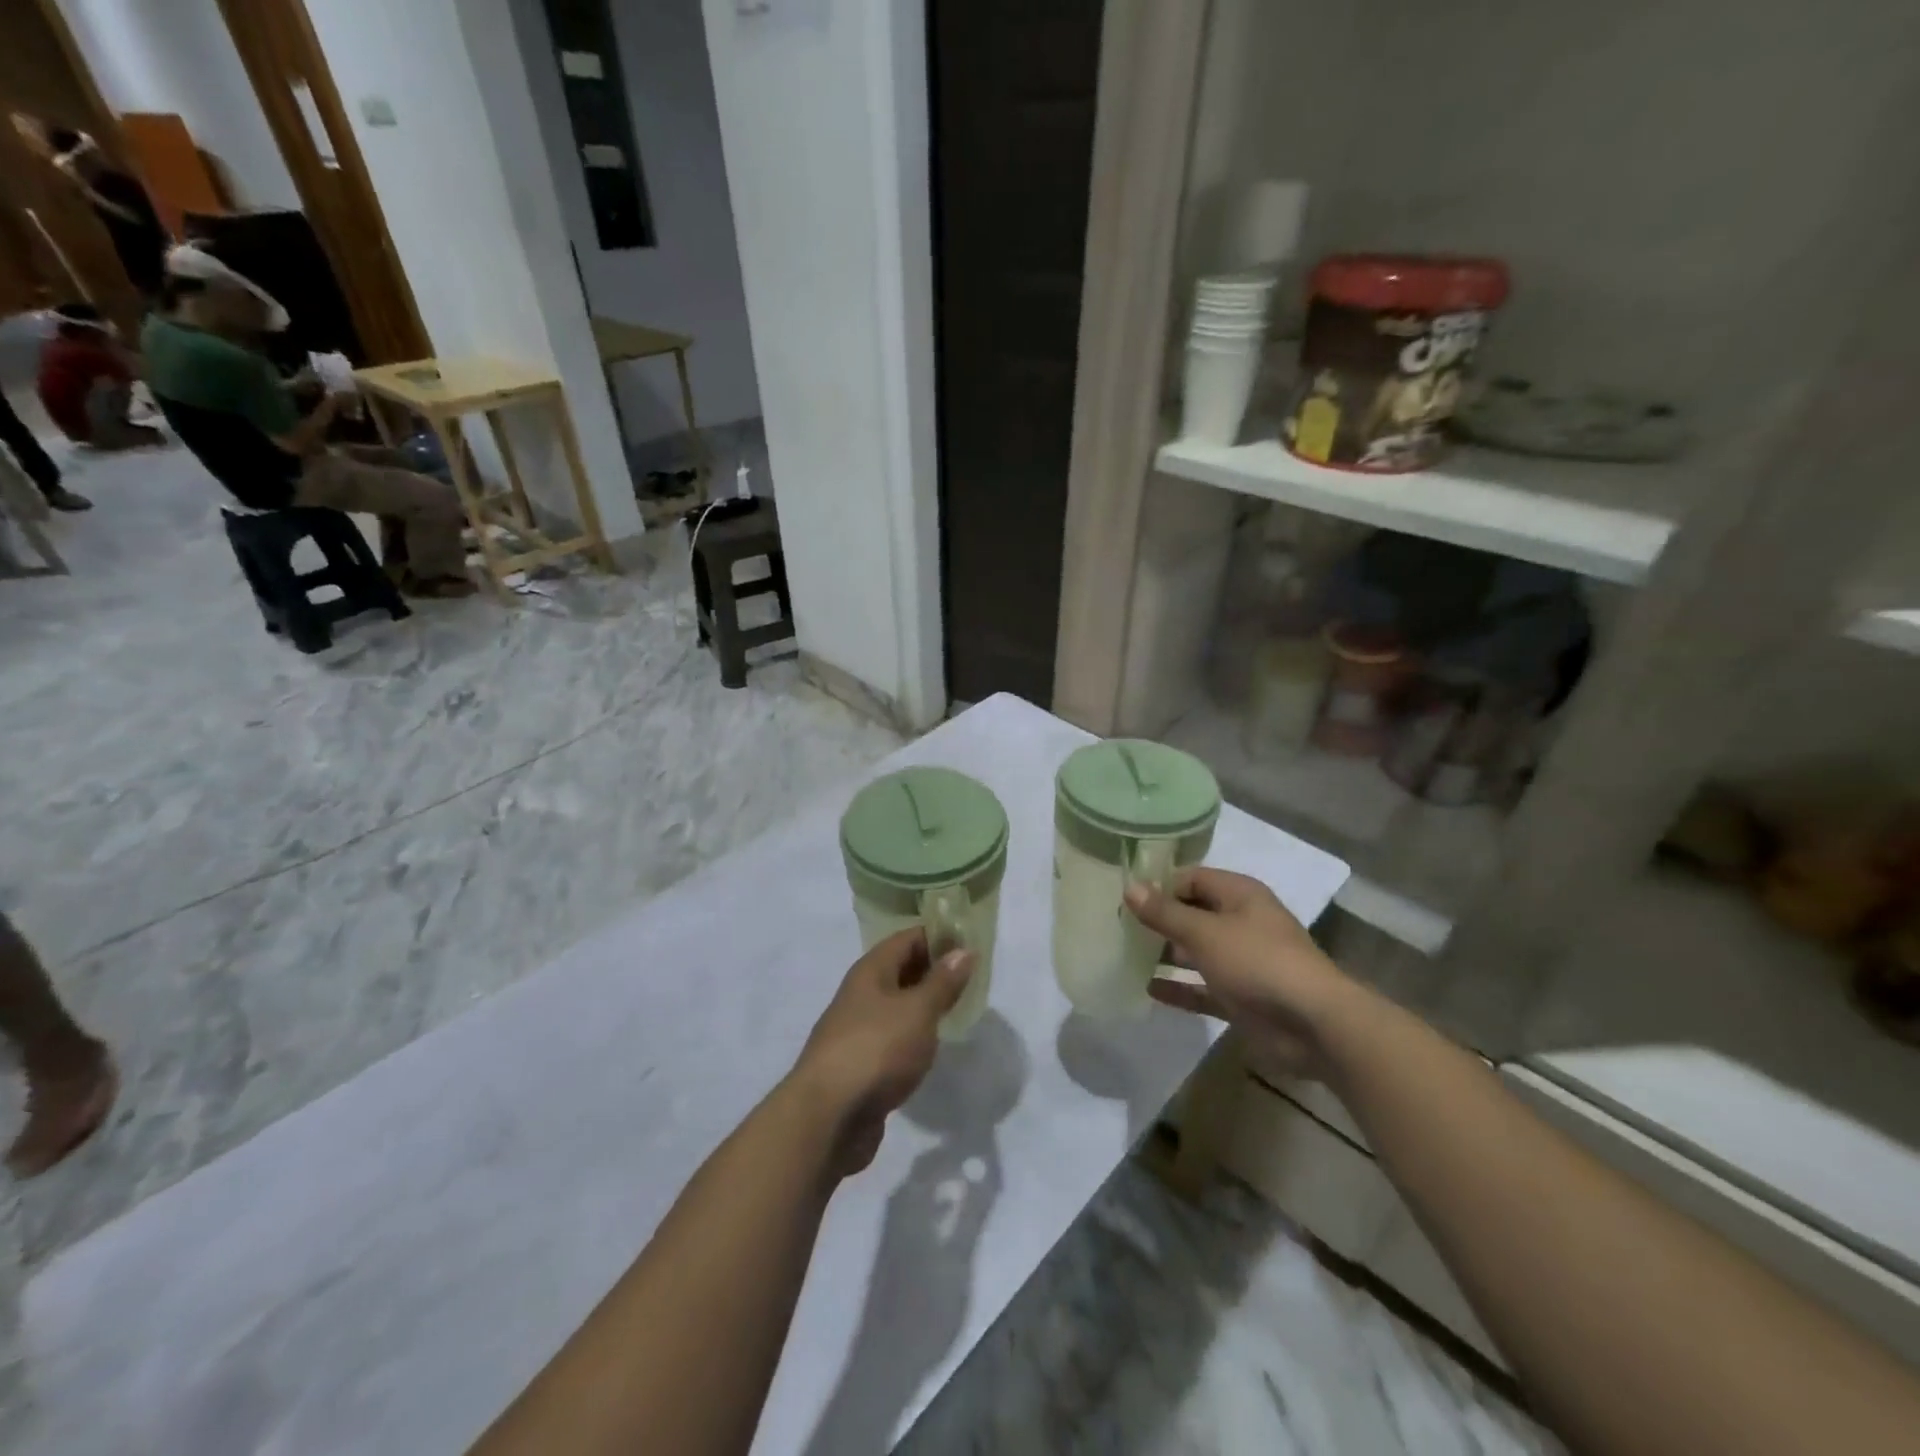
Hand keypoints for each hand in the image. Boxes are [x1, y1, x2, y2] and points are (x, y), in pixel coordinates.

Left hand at [787, 929, 973, 1177]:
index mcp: (871, 970)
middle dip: (935, 969)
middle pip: (902, 969)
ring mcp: (858, 1029)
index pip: (908, 938)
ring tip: (960, 1008)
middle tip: (974, 976)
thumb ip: (942, 981)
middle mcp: (861, 993)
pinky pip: (893, 1036)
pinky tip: (932, 1045)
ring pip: (898, 1005)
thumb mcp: (918, 1010)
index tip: (972, 941)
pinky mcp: (861, 1064)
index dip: (939, 935)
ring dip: (925, 1004)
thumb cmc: (877, 1049)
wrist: (828, 1117)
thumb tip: (963, 950)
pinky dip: (914, 1035)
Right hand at [1127, 867, 1352, 1076]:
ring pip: (1197, 951)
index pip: (1193, 878)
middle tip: (1119, 926)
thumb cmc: (1257, 962)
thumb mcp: (1204, 932)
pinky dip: (1180, 987)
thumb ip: (1165, 912)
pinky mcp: (1241, 997)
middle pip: (1194, 913)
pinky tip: (1148, 989)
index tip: (1126, 897)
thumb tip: (1130, 888)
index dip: (1161, 884)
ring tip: (1126, 955)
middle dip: (1160, 920)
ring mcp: (1243, 962)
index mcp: (1240, 895)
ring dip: (1167, 953)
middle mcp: (1242, 923)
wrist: (1314, 1025)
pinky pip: (1203, 987)